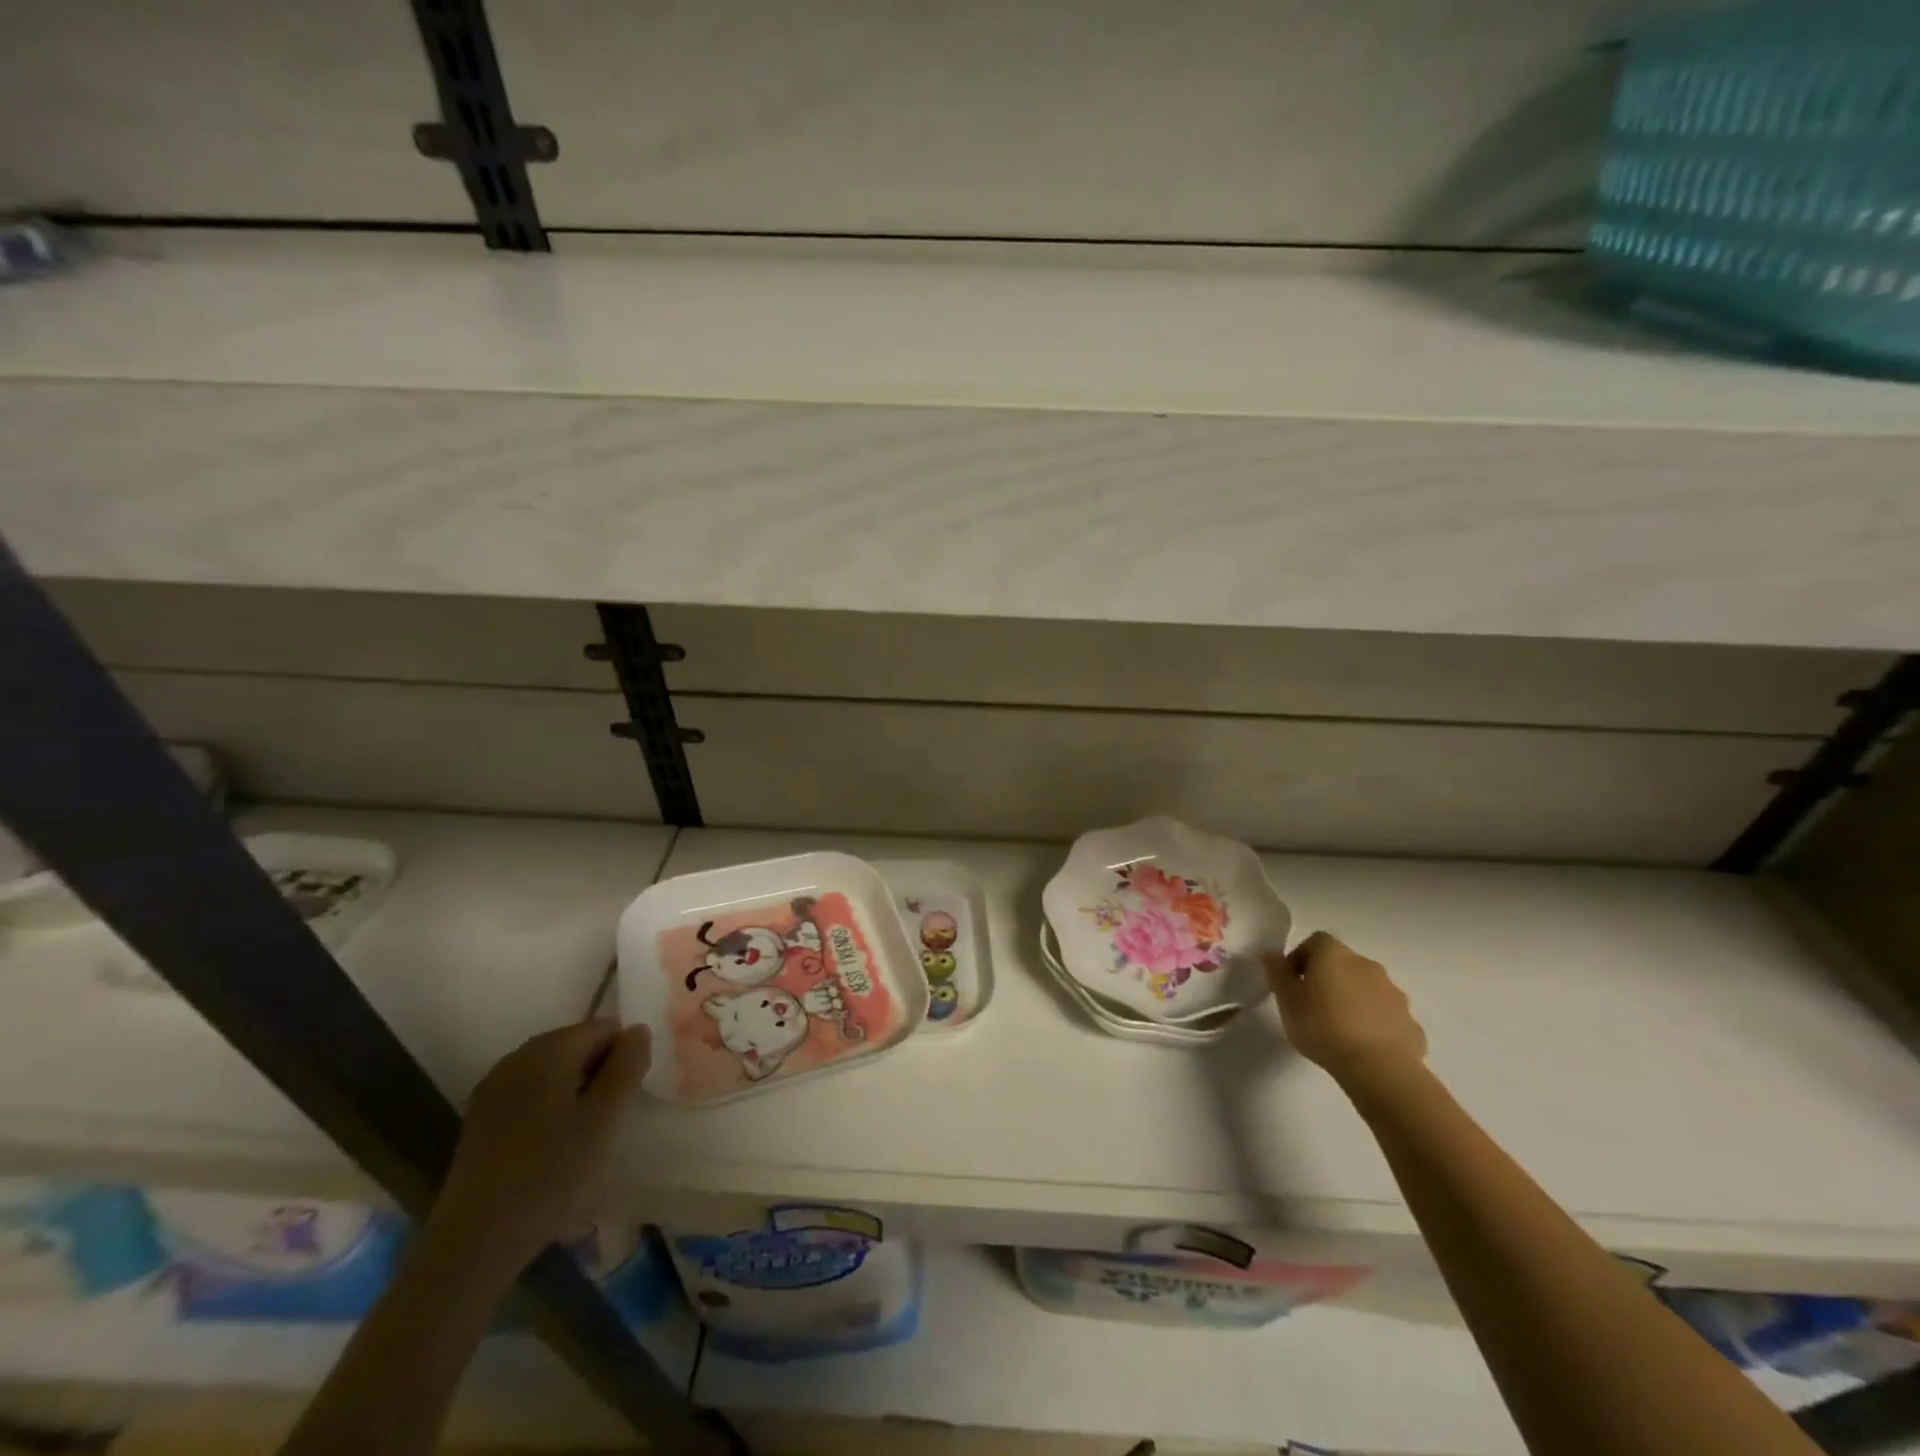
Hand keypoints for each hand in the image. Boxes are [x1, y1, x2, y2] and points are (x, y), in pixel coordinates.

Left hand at [427, 1020, 649, 1275]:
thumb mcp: (604, 1120)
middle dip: (601, 1070)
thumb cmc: (550, 1175)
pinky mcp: (481, 1119)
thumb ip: (626, 1067)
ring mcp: (494, 1089)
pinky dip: (552, 1104)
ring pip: (553, 1070)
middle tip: (613, 1115)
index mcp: (546, 1051)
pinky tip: (556, 1142)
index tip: (629, 1095)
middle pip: (576, 1044)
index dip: (625, 1055)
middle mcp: (516, 1058)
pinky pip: (530, 1092)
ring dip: (578, 1088)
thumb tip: (638, 1029)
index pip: (603, 1028)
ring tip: (588, 1131)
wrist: (475, 1243)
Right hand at [1267, 932, 1426, 1094]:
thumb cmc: (1322, 1026)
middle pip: (1343, 964)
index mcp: (1334, 955)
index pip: (1315, 941)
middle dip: (1329, 980)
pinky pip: (1386, 1015)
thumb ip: (1277, 973)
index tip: (1292, 983)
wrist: (1379, 1068)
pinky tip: (1364, 1046)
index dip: (1301, 958)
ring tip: (1339, 1029)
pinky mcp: (1410, 1022)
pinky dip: (1375, 1023)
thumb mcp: (1286, 1000)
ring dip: (1354, 1000)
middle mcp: (1367, 965)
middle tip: (1313, 1006)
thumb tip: (1270, 954)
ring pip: (1367, 989)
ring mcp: (1394, 993)